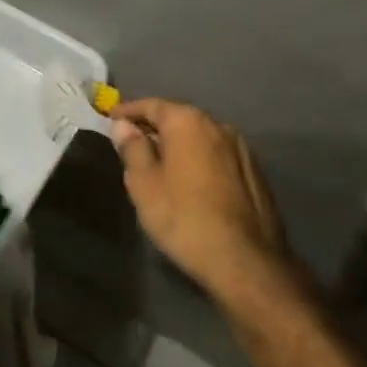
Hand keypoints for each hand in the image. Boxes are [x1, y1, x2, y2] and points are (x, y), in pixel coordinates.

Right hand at [109, 99, 286, 297]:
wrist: (246, 261)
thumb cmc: (184, 218)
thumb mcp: (144, 184)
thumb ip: (133, 148)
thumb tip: (124, 126)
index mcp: (188, 122)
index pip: (152, 105)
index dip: (129, 111)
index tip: (111, 117)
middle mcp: (218, 126)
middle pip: (179, 118)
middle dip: (155, 127)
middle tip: (132, 141)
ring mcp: (242, 149)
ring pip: (200, 138)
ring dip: (179, 144)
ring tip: (160, 162)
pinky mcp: (255, 173)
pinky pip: (217, 156)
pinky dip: (199, 160)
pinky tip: (190, 181)